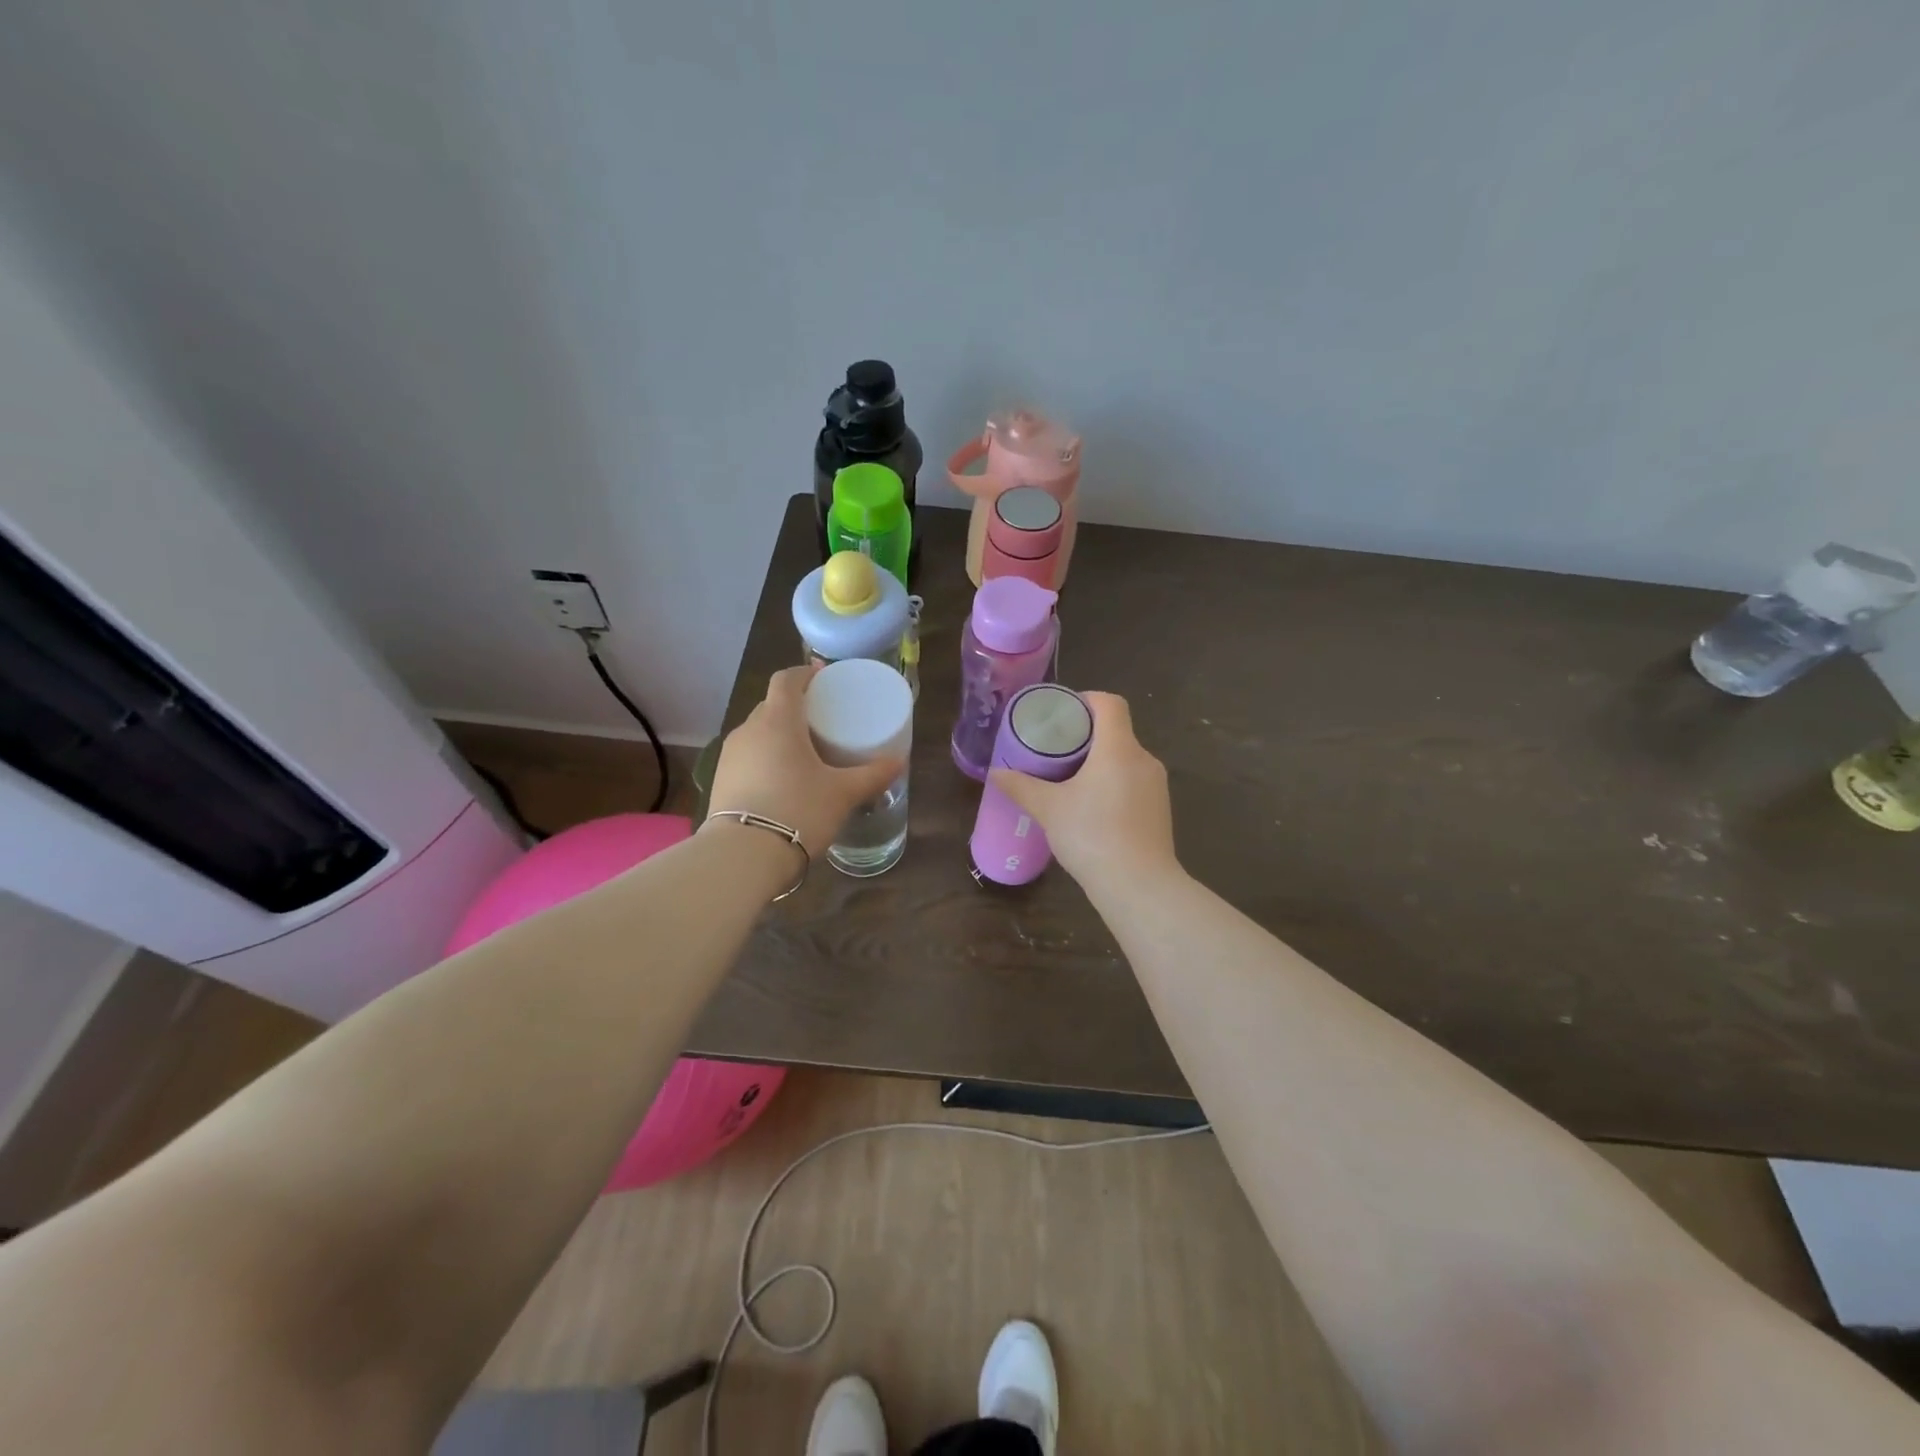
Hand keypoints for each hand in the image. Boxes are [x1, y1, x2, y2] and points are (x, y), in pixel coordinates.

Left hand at [706, 665, 903, 856]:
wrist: (743, 856)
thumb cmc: (798, 810)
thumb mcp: (843, 793)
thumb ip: (873, 775)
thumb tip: (899, 761)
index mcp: (778, 720)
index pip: (786, 680)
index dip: (805, 673)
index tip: (823, 677)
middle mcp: (749, 730)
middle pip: (771, 705)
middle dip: (795, 706)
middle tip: (822, 720)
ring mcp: (730, 756)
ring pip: (758, 732)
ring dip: (779, 735)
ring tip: (805, 752)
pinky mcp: (720, 781)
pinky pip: (748, 757)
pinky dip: (766, 758)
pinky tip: (783, 781)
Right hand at [988, 692, 1179, 894]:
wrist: (1139, 886)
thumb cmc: (1092, 836)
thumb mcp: (1049, 809)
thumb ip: (1021, 786)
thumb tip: (995, 773)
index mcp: (1118, 748)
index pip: (1110, 704)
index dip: (1086, 700)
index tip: (1062, 715)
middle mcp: (1143, 759)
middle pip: (1116, 731)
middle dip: (1086, 736)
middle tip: (1055, 750)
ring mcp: (1156, 786)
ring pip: (1125, 759)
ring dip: (1099, 762)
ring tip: (1069, 780)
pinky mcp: (1160, 809)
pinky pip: (1133, 782)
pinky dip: (1112, 784)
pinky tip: (1091, 808)